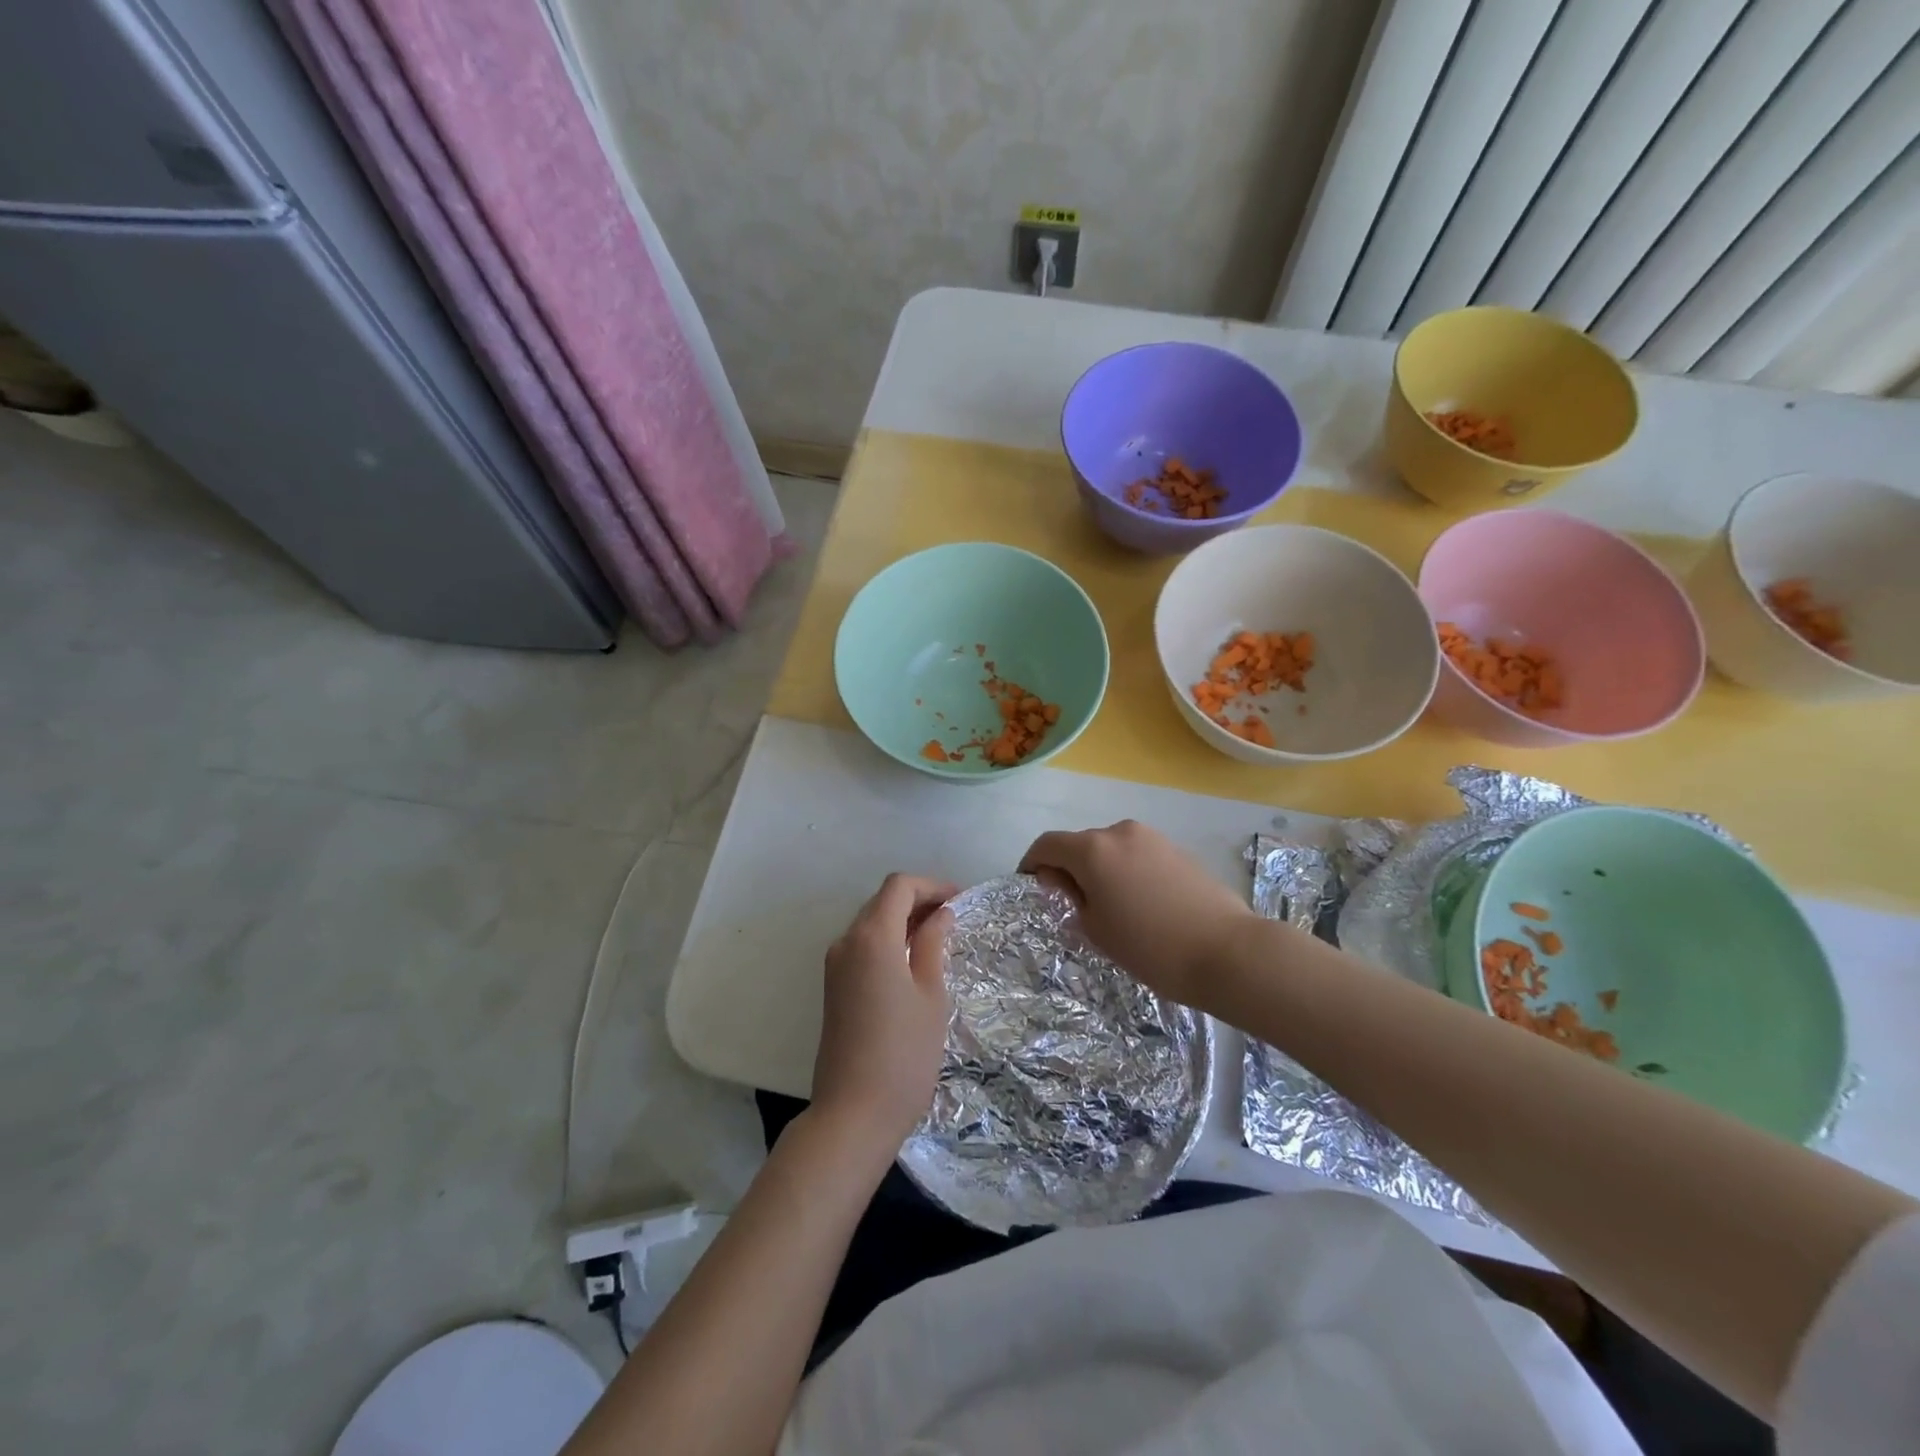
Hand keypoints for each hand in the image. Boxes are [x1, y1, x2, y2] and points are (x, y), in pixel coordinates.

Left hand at [810, 874, 956, 1157]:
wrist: (853, 1114)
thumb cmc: (904, 1054)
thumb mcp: (931, 995)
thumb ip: (934, 945)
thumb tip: (940, 914)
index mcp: (872, 937)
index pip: (899, 886)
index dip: (932, 885)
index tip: (960, 901)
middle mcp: (846, 942)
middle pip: (882, 901)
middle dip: (918, 900)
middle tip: (955, 918)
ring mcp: (835, 965)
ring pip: (871, 923)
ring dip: (903, 921)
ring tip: (940, 938)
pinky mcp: (833, 987)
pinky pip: (863, 947)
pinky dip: (889, 942)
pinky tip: (914, 962)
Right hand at [1020, 820, 1255, 1006]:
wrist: (1227, 951)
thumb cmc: (1150, 947)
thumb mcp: (1096, 928)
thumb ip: (1070, 896)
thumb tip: (1061, 879)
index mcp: (1092, 849)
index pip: (1047, 845)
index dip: (1032, 864)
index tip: (1031, 887)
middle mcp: (1119, 832)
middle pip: (1080, 844)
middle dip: (1068, 869)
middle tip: (1072, 906)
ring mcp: (1152, 838)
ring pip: (1110, 850)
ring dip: (1099, 870)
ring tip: (1110, 908)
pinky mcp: (1177, 849)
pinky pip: (1136, 855)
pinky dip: (1125, 872)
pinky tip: (1140, 904)